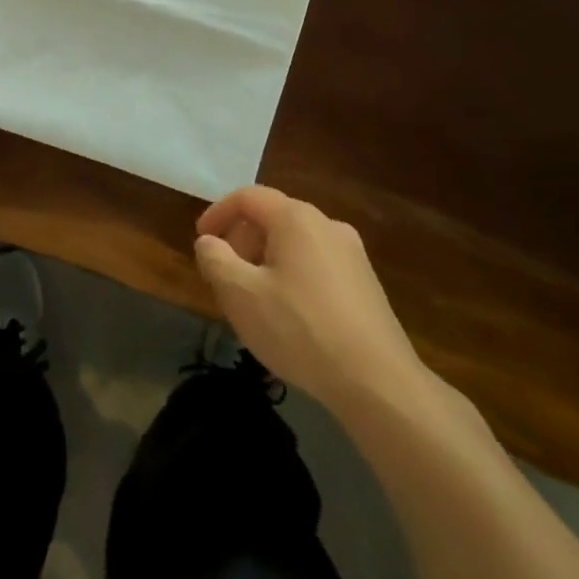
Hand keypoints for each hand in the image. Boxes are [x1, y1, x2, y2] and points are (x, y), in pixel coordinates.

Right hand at [195, 186, 436, 417]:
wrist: (377, 382)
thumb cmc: (300, 329)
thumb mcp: (241, 295)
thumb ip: (215, 260)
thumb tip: (208, 242)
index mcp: (296, 218)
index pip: (248, 197)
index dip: (218, 213)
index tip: (201, 240)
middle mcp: (327, 225)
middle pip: (273, 217)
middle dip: (242, 240)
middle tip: (225, 274)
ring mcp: (352, 254)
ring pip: (296, 243)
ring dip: (266, 259)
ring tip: (254, 297)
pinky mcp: (366, 283)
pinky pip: (317, 264)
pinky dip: (292, 275)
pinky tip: (289, 314)